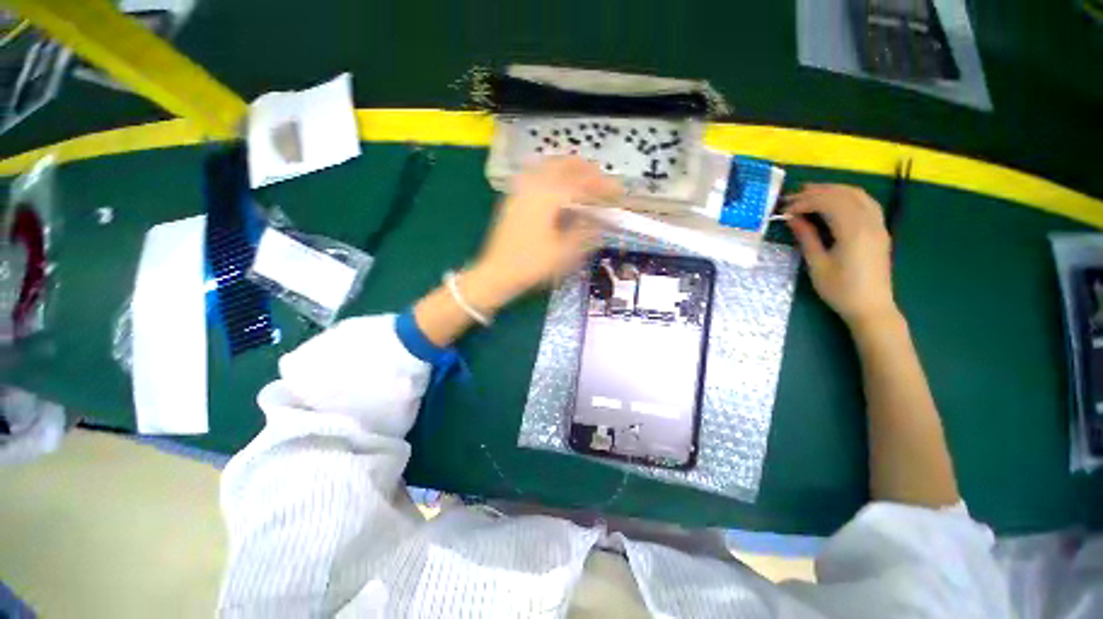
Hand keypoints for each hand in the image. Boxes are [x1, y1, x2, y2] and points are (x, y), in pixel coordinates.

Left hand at [466, 157, 622, 307]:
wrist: (496, 273)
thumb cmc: (531, 265)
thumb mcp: (564, 253)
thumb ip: (585, 232)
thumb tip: (600, 220)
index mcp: (548, 198)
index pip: (582, 183)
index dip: (602, 185)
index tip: (618, 188)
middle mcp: (533, 186)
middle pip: (563, 165)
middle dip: (585, 168)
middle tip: (601, 177)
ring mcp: (520, 190)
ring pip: (547, 166)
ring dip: (568, 167)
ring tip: (582, 176)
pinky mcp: (512, 199)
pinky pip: (535, 175)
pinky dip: (551, 173)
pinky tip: (555, 184)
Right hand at [785, 184, 897, 327]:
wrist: (871, 307)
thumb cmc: (840, 289)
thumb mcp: (817, 265)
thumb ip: (806, 238)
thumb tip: (792, 219)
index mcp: (853, 231)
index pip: (828, 204)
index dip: (804, 202)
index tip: (784, 210)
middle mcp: (869, 222)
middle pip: (843, 195)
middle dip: (817, 192)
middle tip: (792, 197)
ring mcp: (878, 225)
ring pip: (858, 195)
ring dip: (833, 190)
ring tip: (811, 193)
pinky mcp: (880, 230)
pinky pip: (867, 203)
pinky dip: (848, 196)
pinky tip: (835, 201)